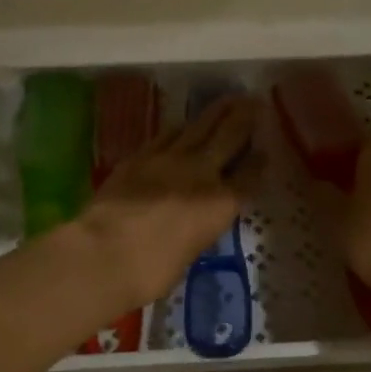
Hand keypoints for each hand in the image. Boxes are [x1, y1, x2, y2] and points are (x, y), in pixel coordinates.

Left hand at [76, 96, 262, 305]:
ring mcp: (169, 159)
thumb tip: (194, 222)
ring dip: (216, 112)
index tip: (265, 149)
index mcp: (221, 204)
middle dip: (244, 118)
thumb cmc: (152, 270)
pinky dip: (181, 128)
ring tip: (228, 100)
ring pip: (199, 127)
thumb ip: (198, 229)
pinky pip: (167, 135)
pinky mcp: (140, 156)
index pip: (249, 176)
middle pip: (229, 137)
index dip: (259, 162)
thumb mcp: (190, 253)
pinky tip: (184, 125)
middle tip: (255, 101)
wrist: (105, 252)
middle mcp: (201, 173)